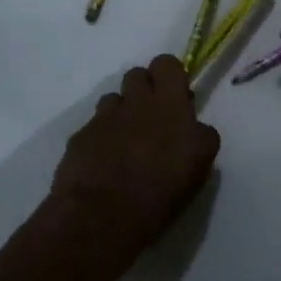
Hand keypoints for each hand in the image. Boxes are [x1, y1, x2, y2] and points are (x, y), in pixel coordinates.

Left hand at [50, 55, 219, 277]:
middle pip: (137, 75)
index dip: (169, 76)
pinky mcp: (80, 136)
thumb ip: (200, 136)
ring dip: (120, 114)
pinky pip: (93, 126)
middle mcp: (136, 101)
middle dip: (144, 91)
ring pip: (113, 99)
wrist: (100, 217)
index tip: (174, 98)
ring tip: (124, 144)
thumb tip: (194, 127)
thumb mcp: (199, 166)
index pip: (167, 63)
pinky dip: (100, 139)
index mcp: (169, 104)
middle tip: (151, 120)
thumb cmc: (160, 193)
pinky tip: (103, 164)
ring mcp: (104, 117)